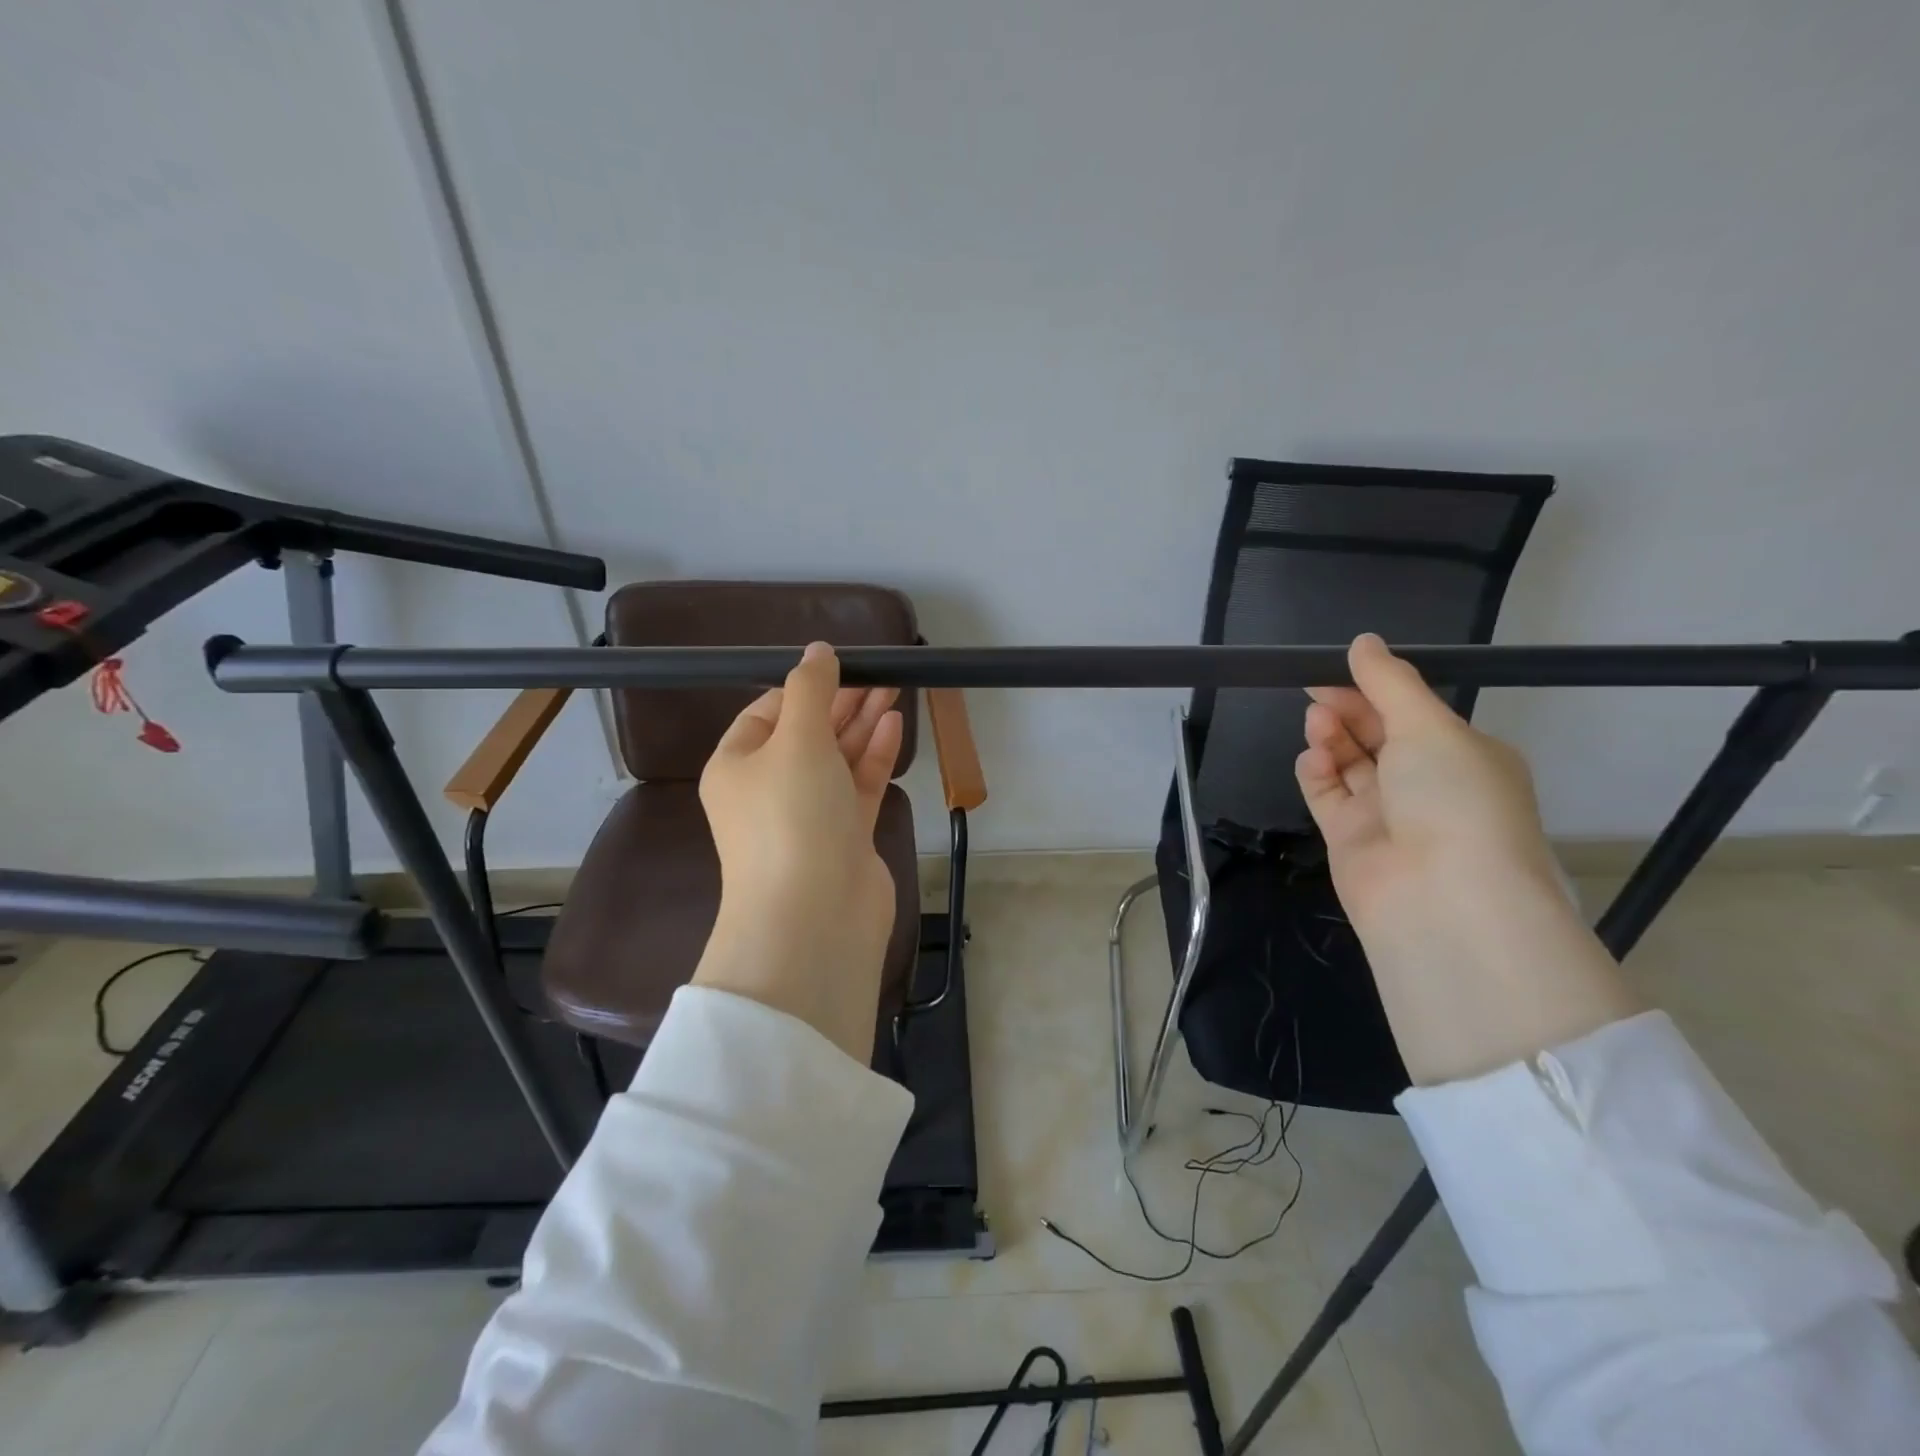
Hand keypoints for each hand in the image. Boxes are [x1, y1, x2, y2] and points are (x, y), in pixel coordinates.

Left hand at [693, 642, 903, 1063]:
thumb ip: (810, 689)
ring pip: (837, 759)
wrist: (814, 917)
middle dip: (841, 702)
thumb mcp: (796, 740)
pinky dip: (875, 756)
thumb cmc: (792, 817)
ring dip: (862, 724)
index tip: (841, 665)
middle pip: (807, 734)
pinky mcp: (844, 837)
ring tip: (893, 687)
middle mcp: (769, 790)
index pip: (767, 713)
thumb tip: (818, 651)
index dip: (803, 687)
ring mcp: (808, 816)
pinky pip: (858, 786)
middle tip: (879, 672)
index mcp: (737, 766)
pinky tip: (895, 724)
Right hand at [1295, 634, 1559, 919]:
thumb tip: (1363, 641)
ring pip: (1349, 763)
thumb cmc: (1452, 798)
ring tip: (1316, 724)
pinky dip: (1316, 773)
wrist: (1441, 899)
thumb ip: (1389, 682)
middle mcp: (1426, 784)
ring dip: (1330, 738)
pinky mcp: (1350, 838)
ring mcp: (1387, 813)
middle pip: (1376, 735)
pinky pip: (1327, 794)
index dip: (1374, 688)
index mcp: (1462, 755)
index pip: (1411, 712)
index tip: (1336, 668)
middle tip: (1317, 693)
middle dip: (1347, 711)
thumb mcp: (1428, 726)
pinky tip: (1311, 759)